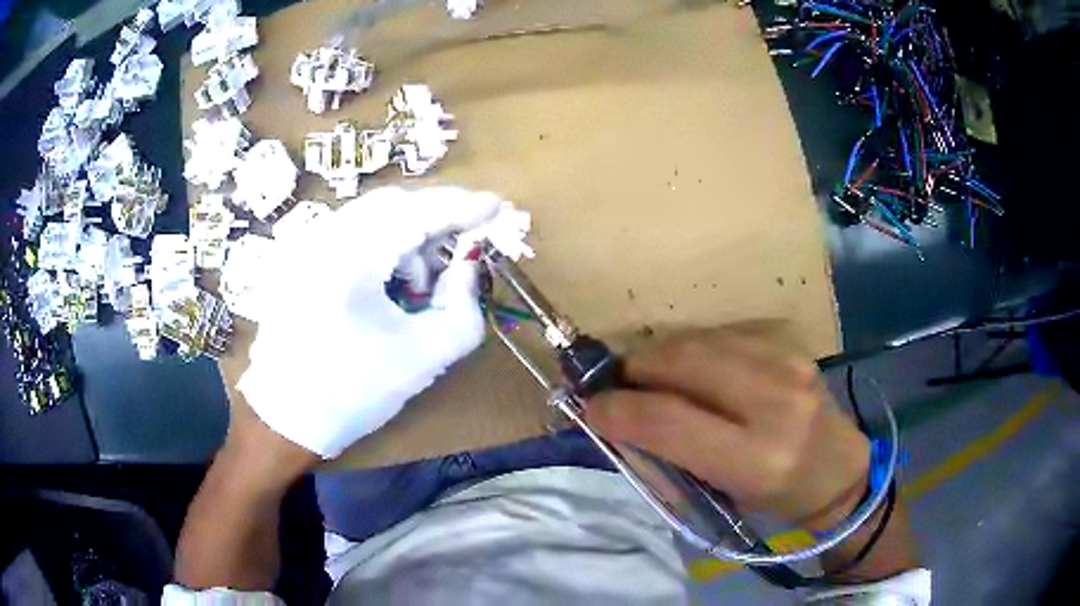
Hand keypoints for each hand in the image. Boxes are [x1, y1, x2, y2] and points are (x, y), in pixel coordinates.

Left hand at [238, 187, 504, 457]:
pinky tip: (386, 286)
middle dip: (433, 222)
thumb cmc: (352, 393)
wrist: (286, 418)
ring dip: (405, 239)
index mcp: (348, 260)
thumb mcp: (423, 357)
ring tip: (416, 289)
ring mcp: (303, 245)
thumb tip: (468, 263)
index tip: (498, 207)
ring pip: (370, 216)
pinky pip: (349, 232)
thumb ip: (462, 306)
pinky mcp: (298, 258)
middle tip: (459, 253)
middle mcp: (320, 238)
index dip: (462, 206)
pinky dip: (380, 247)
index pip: (416, 213)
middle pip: (392, 204)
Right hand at [585, 324, 869, 527]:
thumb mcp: (719, 495)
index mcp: (757, 460)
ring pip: (701, 340)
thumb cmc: (775, 500)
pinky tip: (691, 368)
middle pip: (684, 362)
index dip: (619, 409)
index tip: (592, 407)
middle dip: (636, 368)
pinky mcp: (792, 347)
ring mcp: (790, 366)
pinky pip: (724, 335)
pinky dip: (694, 348)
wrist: (839, 472)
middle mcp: (777, 404)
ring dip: (661, 354)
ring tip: (648, 375)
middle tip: (617, 383)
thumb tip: (619, 419)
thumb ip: (669, 455)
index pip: (670, 421)